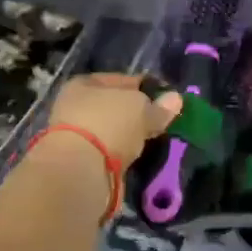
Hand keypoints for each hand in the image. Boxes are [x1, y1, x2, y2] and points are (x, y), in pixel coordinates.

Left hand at [46, 73, 182, 167]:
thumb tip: (175, 99)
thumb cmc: (108, 124)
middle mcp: (75, 106)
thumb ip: (158, 106)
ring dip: (129, 136)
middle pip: (115, 107)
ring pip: (112, 130)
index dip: (145, 87)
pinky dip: (121, 154)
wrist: (80, 170)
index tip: (166, 99)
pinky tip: (137, 156)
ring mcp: (76, 136)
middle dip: (137, 114)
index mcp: (83, 84)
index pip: (121, 80)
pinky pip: (109, 152)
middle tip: (161, 122)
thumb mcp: (140, 108)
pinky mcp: (81, 161)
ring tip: (152, 141)